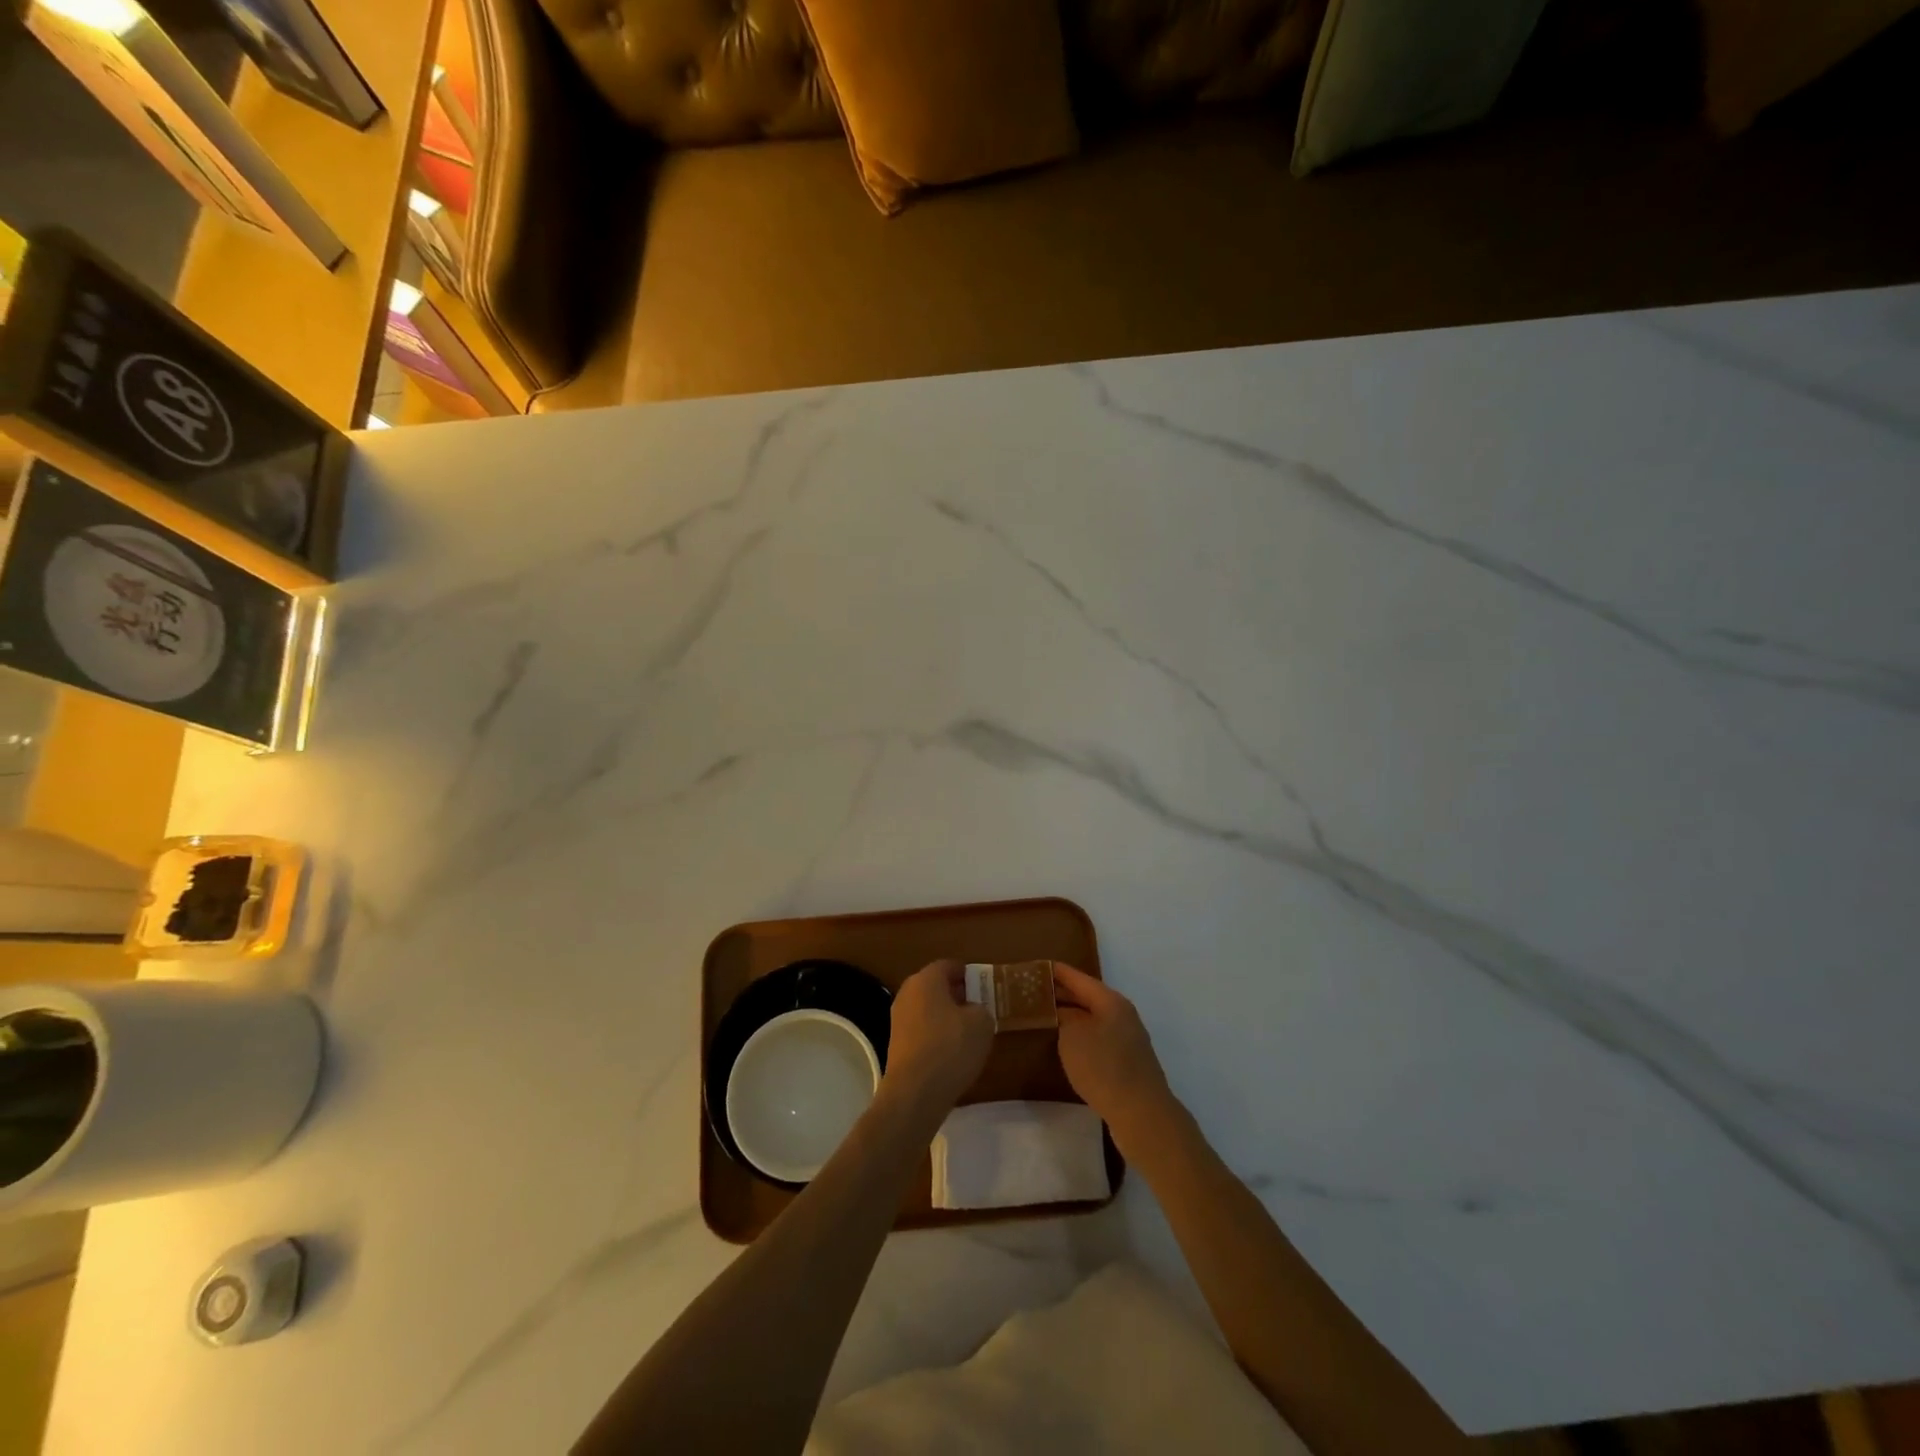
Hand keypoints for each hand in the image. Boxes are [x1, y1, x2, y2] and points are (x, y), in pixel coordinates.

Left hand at [882, 961, 992, 1115]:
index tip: (982, 983)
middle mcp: (908, 993)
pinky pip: (921, 1030)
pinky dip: (935, 1035)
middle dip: (955, 994)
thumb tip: (973, 1011)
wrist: (915, 1093)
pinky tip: (951, 1052)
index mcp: (926, 980)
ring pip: (927, 1009)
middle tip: (977, 1006)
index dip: (967, 973)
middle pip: (934, 986)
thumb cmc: (951, 1047)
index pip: (948, 965)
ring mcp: (898, 1020)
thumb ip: (981, 1008)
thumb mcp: (982, 1023)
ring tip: (968, 1031)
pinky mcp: (896, 1045)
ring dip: (945, 1016)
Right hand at [1053, 963, 1176, 1137]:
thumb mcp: (1072, 1038)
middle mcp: (1122, 1015)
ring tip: (1043, 1017)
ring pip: (1092, 1020)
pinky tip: (1065, 1046)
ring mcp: (1127, 1040)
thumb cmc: (1104, 1067)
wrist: (1141, 1114)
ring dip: (1070, 1018)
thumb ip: (1064, 1020)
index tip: (1036, 966)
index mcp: (1111, 1002)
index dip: (1057, 972)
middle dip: (1062, 995)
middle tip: (1033, 993)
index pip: (1079, 978)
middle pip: (1087, 998)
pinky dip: (1079, 1037)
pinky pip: (1097, 1040)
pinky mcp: (1126, 1063)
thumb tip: (1064, 1016)